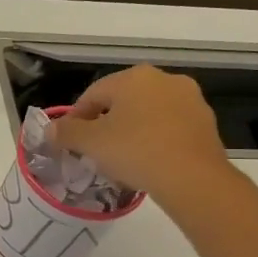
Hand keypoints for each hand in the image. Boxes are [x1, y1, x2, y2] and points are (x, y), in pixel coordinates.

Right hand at [50, 65, 233, 208]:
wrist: (193, 179)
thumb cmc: (136, 151)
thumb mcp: (90, 143)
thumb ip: (66, 133)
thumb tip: (50, 130)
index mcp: (134, 77)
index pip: (93, 94)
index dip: (76, 119)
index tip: (69, 142)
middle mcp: (164, 79)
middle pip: (122, 102)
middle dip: (106, 123)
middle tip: (95, 150)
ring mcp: (190, 100)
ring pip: (148, 114)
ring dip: (132, 131)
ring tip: (122, 159)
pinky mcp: (206, 123)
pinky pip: (170, 128)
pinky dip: (155, 140)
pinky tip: (148, 162)